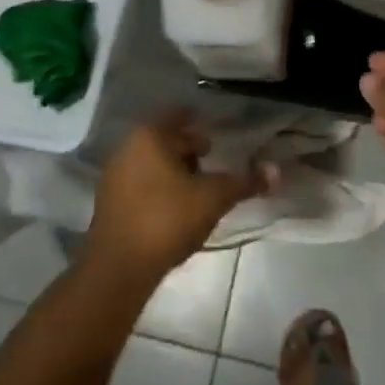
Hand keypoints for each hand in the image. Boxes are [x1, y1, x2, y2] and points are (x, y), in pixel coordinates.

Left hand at [85, 113, 262, 280]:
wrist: (119, 268)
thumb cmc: (167, 219)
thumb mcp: (213, 198)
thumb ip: (244, 182)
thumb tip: (275, 170)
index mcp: (150, 136)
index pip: (179, 115)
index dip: (201, 123)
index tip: (219, 136)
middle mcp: (127, 147)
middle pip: (166, 139)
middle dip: (190, 150)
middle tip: (213, 164)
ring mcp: (114, 174)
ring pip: (153, 161)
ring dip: (176, 171)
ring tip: (199, 190)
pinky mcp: (109, 201)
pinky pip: (141, 182)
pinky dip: (160, 187)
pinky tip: (176, 208)